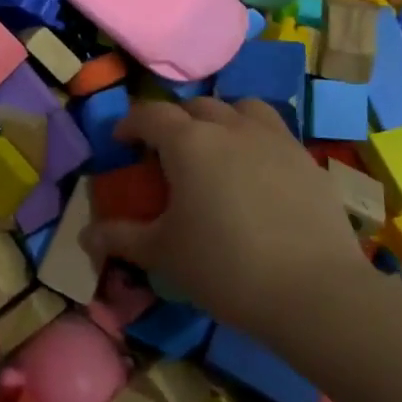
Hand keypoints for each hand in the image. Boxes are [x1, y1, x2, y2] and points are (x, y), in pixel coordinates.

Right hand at [82, 97, 368, 328]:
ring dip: (221, 120)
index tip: (121, 143)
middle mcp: (230, 127)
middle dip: (175, 122)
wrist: (316, 294)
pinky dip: (255, 141)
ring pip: (241, 108)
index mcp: (188, 142)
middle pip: (195, 106)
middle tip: (166, 153)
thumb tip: (85, 236)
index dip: (130, 124)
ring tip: (217, 150)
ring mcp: (275, 139)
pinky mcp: (307, 160)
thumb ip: (120, 238)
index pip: (150, 114)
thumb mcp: (162, 254)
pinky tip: (256, 176)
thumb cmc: (225, 267)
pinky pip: (274, 133)